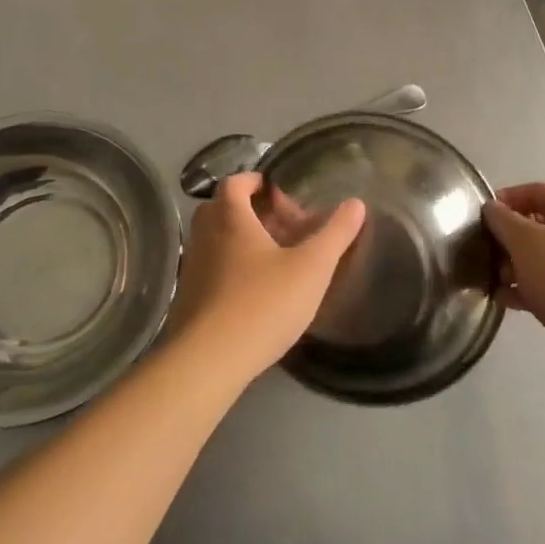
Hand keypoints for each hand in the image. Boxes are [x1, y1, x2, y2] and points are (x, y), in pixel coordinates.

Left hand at [169, 173, 365, 385]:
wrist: (208, 362)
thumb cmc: (262, 303)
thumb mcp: (311, 268)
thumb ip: (335, 234)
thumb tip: (356, 203)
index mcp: (229, 217)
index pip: (235, 182)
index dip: (256, 180)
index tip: (279, 191)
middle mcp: (204, 235)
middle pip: (224, 209)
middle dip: (254, 212)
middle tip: (284, 226)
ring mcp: (192, 267)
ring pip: (218, 240)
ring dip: (244, 242)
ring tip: (277, 260)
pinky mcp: (188, 298)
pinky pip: (212, 268)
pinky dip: (232, 268)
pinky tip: (257, 292)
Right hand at [483, 183, 544, 393]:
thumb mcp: (525, 242)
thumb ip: (503, 221)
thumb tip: (492, 207)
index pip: (536, 191)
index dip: (507, 198)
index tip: (482, 216)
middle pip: (541, 226)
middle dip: (510, 238)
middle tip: (486, 252)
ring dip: (518, 266)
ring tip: (495, 282)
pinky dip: (533, 288)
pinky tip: (509, 301)